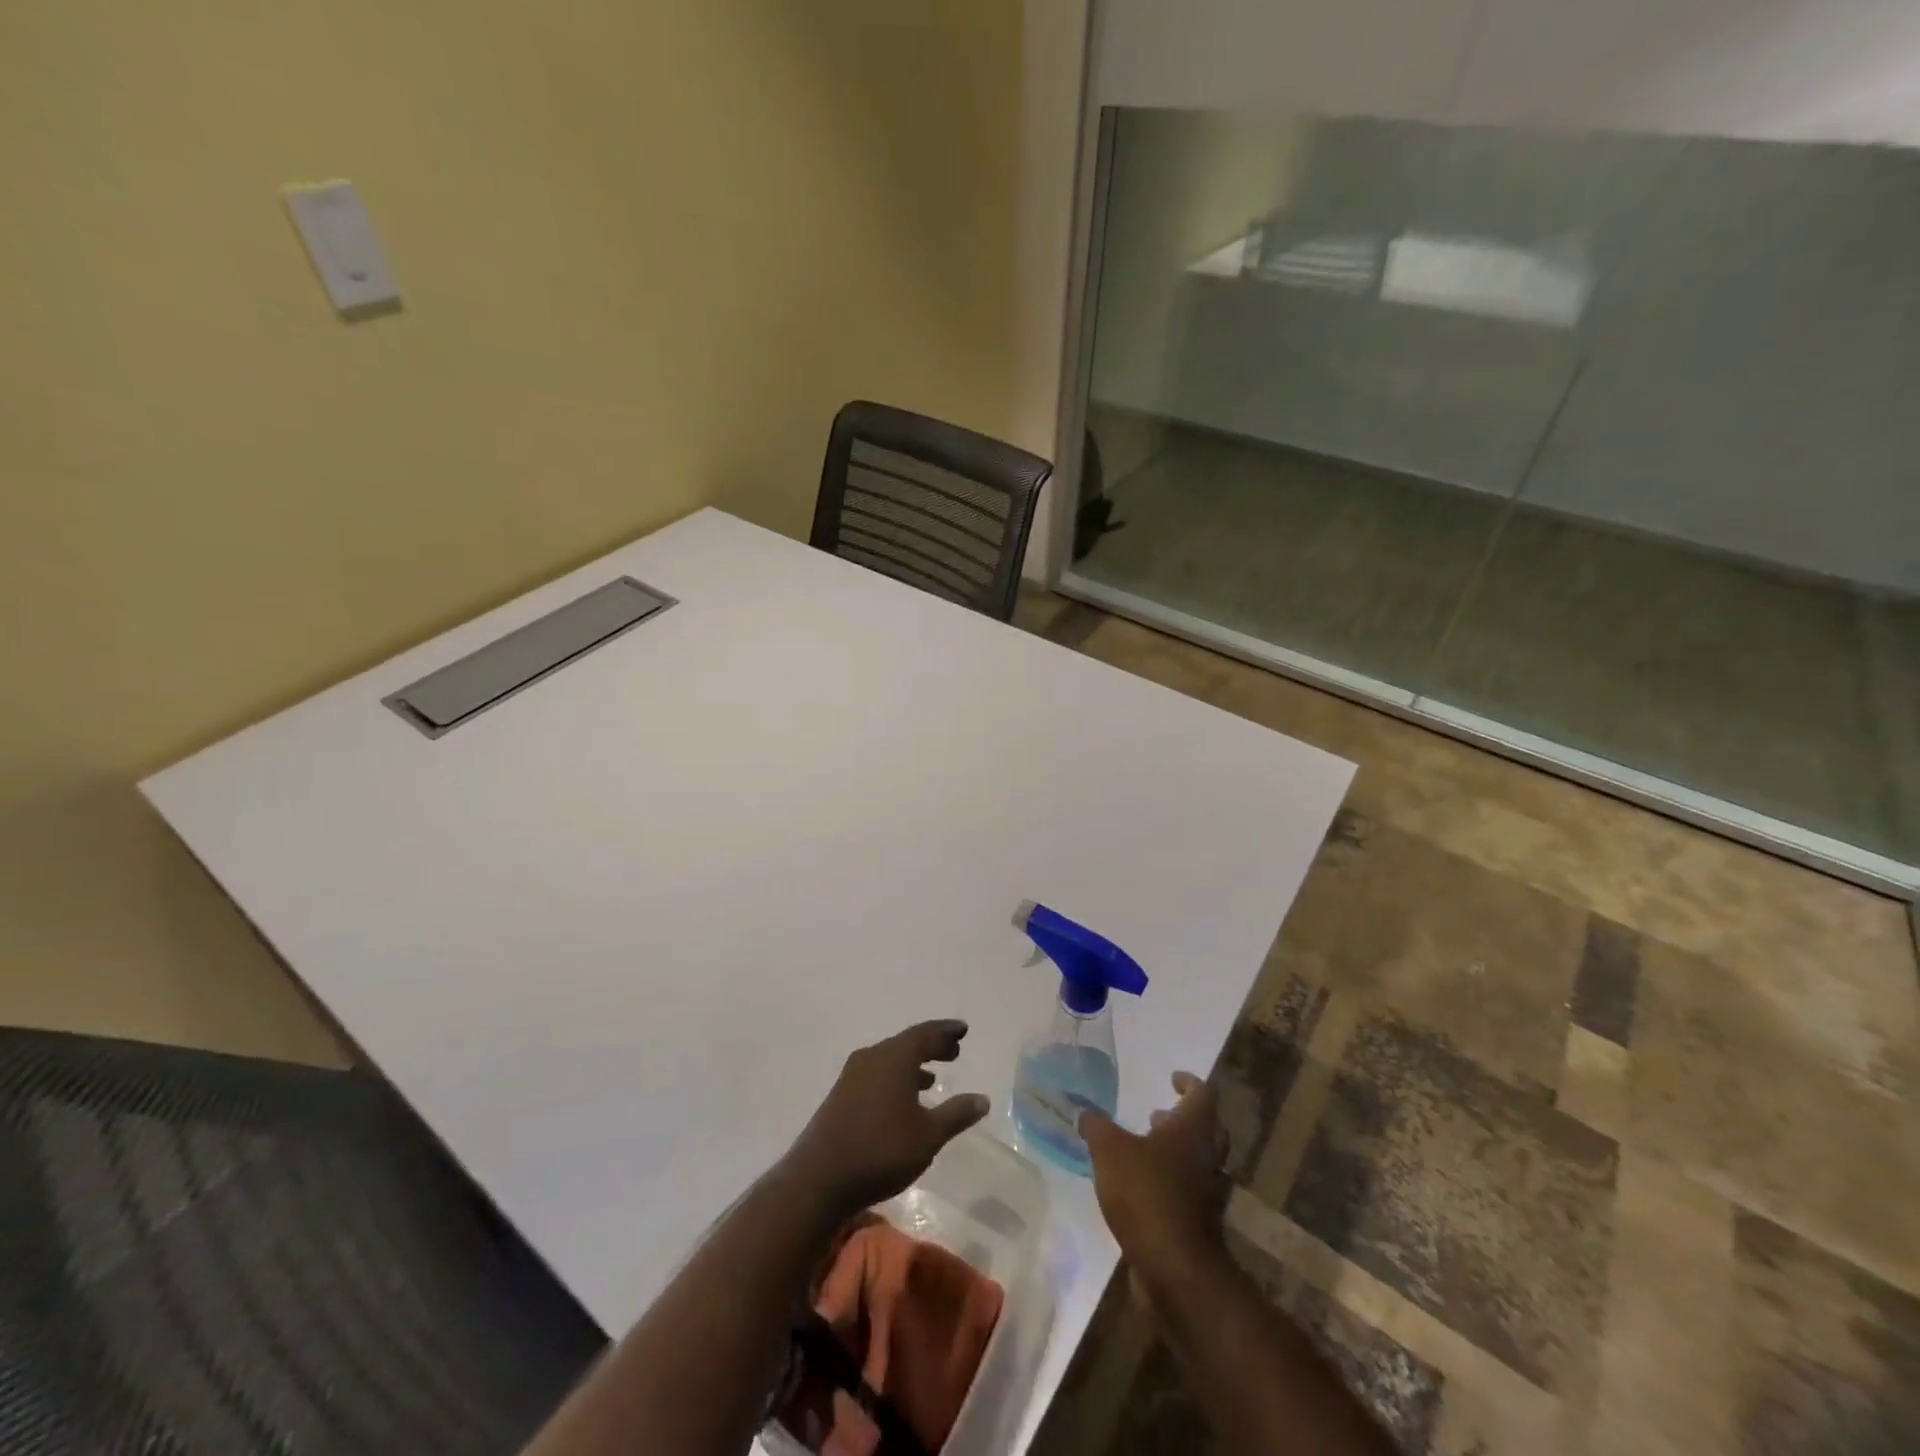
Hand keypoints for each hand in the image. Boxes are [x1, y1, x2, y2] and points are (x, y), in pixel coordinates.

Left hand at [780, 1020, 990, 1220]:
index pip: (926, 1033)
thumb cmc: (881, 1151)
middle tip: (954, 1051)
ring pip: (890, 1059)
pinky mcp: (841, 1094)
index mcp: (895, 1057)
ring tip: (932, 1077)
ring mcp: (852, 1075)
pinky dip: (895, 1078)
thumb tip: (982, 1099)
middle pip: (907, 1043)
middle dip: (932, 1046)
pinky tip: (902, 1100)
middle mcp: (873, 1057)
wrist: (819, 1178)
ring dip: (913, 1064)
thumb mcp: (928, 1136)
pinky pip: (876, 1074)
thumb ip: (956, 1114)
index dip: (946, 1031)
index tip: (963, 1029)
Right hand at [1079, 1072, 1229, 1302]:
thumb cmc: (1147, 1194)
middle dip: (1181, 1119)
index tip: (1172, 1078)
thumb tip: (1085, 1112)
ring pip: (1196, 1162)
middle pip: (1205, 1129)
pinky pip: (1185, 1192)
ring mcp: (1206, 1193)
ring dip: (1173, 1152)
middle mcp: (1206, 1157)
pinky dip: (1167, 1182)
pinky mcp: (1197, 1224)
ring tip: (1142, 1149)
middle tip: (1157, 1115)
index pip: (1202, 1093)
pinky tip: (1138, 1187)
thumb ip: (1097, 1127)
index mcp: (1193, 1130)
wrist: (1176, 1269)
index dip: (1188, 1082)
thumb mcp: (1110, 1150)